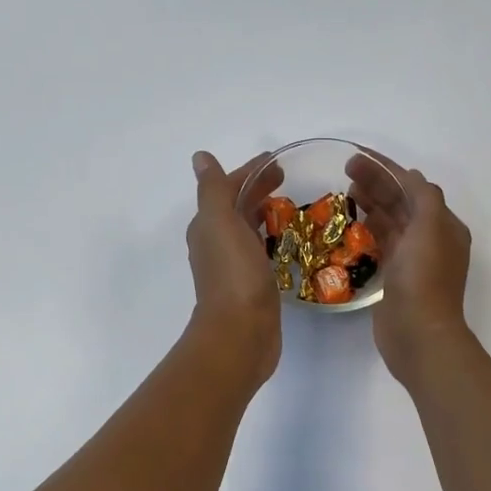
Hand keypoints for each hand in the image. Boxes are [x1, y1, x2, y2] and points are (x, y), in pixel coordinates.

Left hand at [187, 150, 283, 385]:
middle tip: (288, 178)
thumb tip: (199, 157)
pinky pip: (260, 252)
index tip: (277, 161)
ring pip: (247, 229)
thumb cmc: (233, 274)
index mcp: (207, 226)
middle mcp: (215, 244)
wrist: (241, 333)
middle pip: (238, 207)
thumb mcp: (220, 223)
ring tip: (291, 206)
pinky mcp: (251, 285)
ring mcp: (233, 266)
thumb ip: (213, 189)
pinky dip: (270, 239)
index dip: (250, 172)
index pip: (228, 188)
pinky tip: (287, 242)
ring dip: (264, 214)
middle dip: (258, 190)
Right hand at [346, 152, 472, 386]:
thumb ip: (422, 197)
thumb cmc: (424, 278)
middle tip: (345, 170)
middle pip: (401, 201)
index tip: (357, 156)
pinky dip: (368, 228)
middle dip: (376, 182)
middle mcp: (431, 239)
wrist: (418, 334)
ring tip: (346, 191)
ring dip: (371, 203)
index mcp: (444, 225)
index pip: (413, 186)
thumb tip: (409, 176)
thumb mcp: (429, 228)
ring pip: (390, 221)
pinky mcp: (396, 276)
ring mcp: (413, 258)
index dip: (386, 168)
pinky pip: (381, 242)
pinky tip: (351, 223)